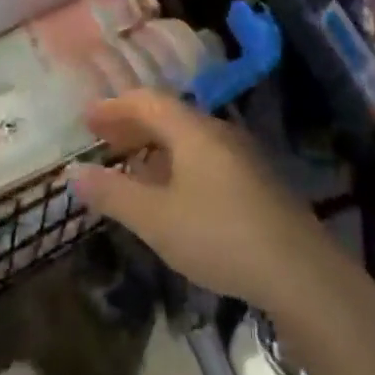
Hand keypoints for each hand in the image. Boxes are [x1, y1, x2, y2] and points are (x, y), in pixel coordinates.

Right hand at [69, 90, 340, 315]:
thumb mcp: (156, 219)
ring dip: (155, 147)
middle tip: (103, 140)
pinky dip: (176, 165)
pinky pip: (204, 158)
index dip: (114, 107)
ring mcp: (242, 157)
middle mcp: (218, 133)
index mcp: (193, 131)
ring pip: (188, 139)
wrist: (301, 273)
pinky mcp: (256, 183)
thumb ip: (113, 193)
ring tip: (130, 167)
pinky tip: (171, 194)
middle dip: (132, 125)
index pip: (147, 101)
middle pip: (168, 116)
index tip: (86, 119)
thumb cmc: (219, 236)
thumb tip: (73, 172)